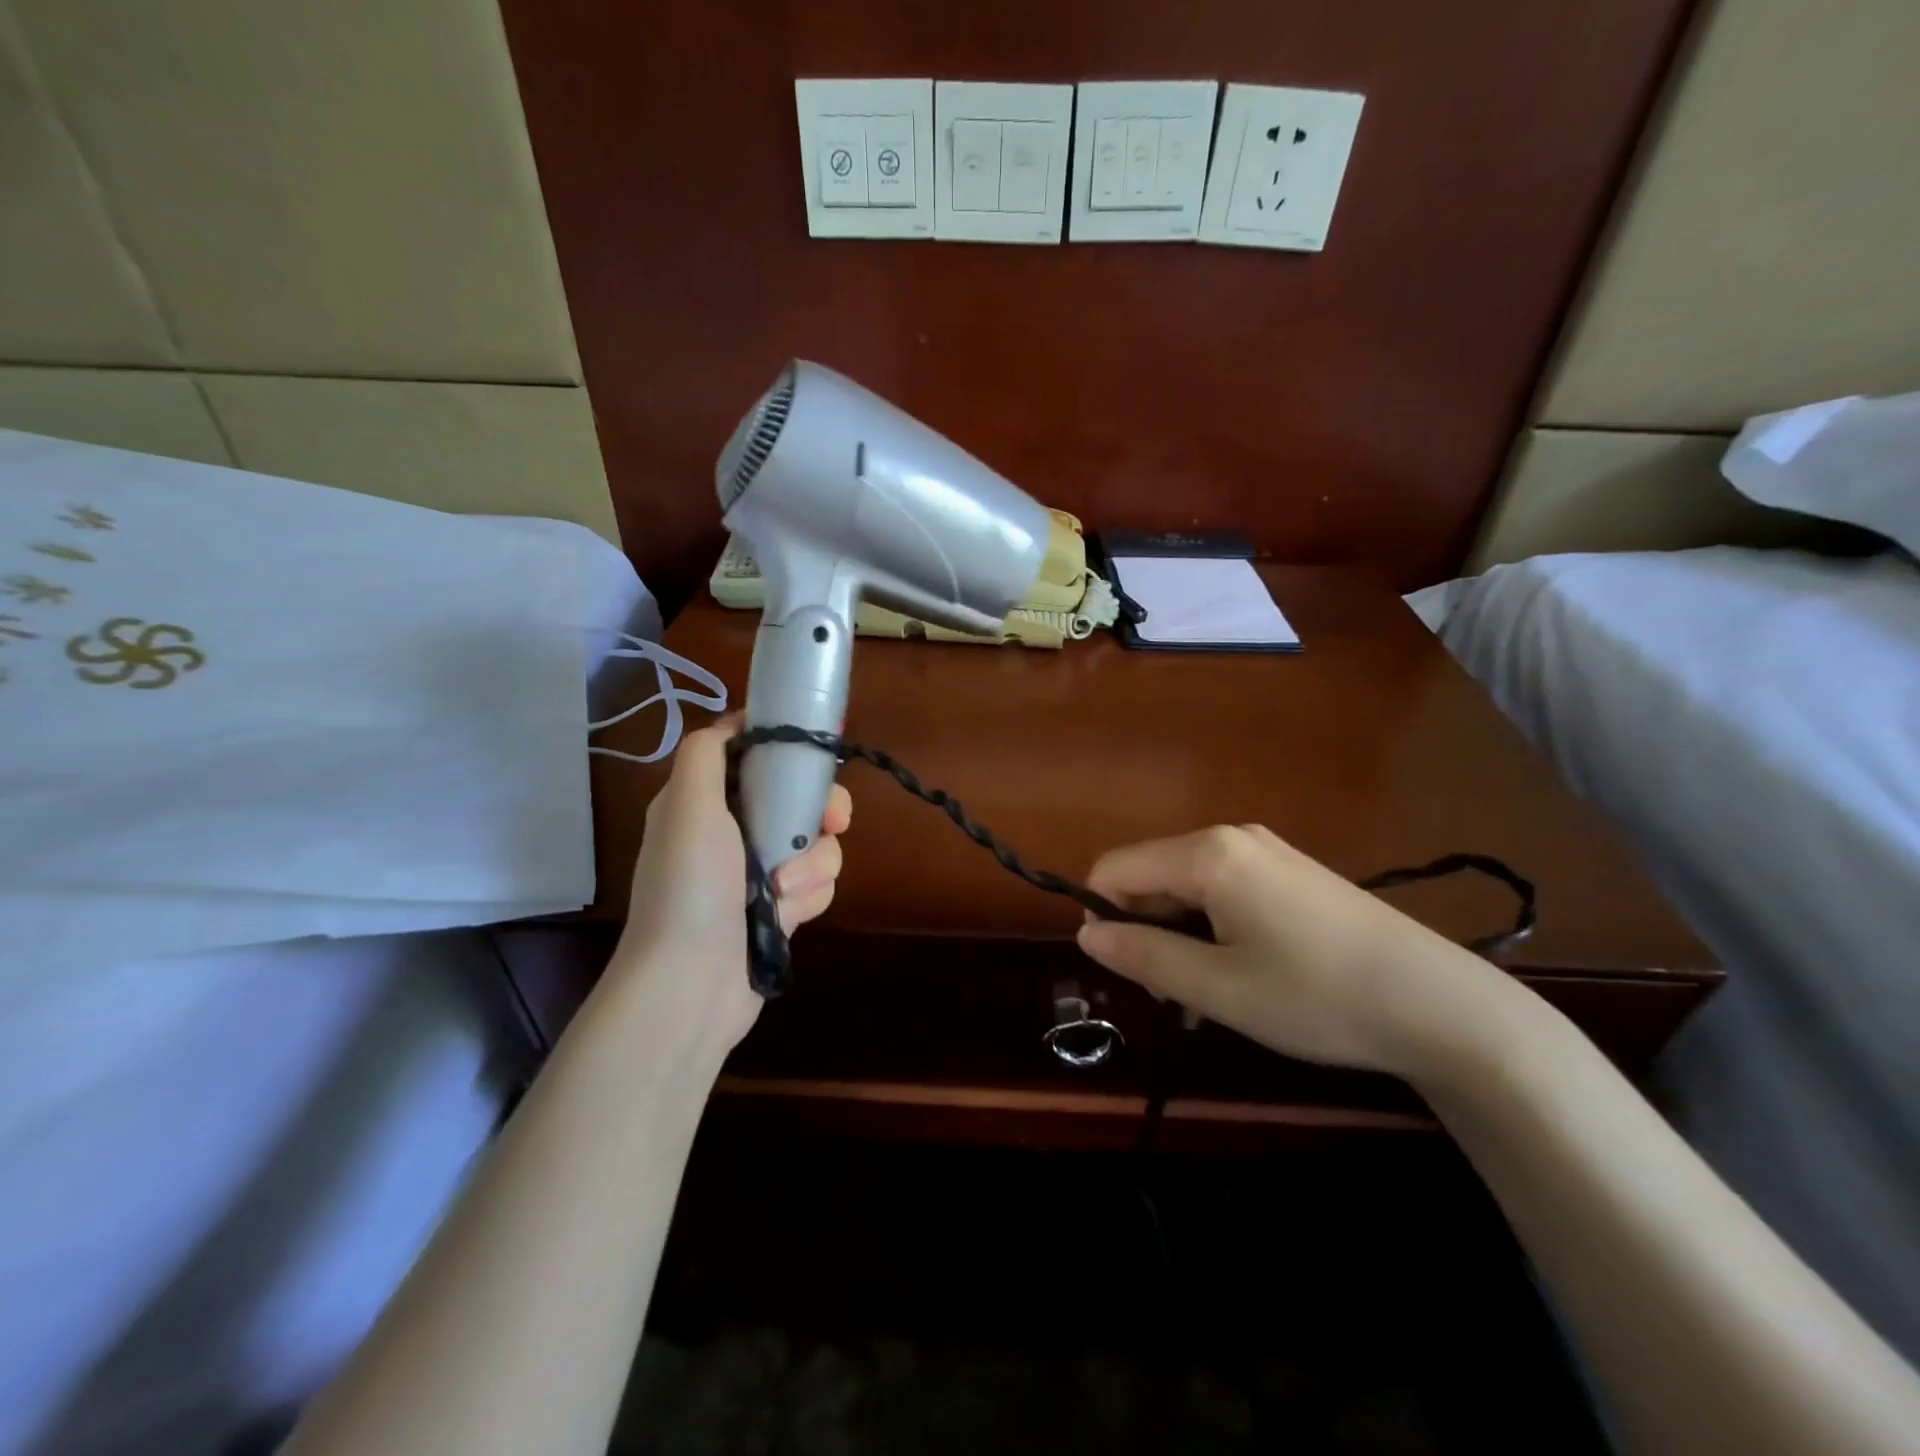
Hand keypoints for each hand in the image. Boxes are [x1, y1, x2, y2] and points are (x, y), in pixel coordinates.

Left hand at [610, 716, 851, 1054]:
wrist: (691, 983)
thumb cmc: (690, 887)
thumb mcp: (687, 805)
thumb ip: (707, 753)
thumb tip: (734, 721)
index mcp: (706, 801)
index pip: (755, 756)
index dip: (787, 750)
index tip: (815, 756)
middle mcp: (734, 830)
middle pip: (799, 796)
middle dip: (820, 809)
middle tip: (831, 821)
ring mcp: (760, 871)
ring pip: (817, 842)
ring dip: (813, 863)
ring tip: (786, 890)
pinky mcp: (782, 907)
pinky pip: (818, 882)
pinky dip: (811, 895)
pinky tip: (790, 915)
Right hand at [1076, 825, 1504, 1075]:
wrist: (1442, 1006)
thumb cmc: (1317, 996)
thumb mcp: (1217, 988)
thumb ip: (1143, 957)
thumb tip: (1086, 935)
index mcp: (1206, 853)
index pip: (1114, 868)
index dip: (1102, 917)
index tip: (1125, 972)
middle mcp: (1231, 838)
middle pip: (1151, 875)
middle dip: (1144, 931)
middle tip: (1172, 996)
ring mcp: (1266, 852)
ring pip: (1187, 887)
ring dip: (1179, 937)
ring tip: (1206, 998)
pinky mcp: (1291, 873)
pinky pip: (1224, 891)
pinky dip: (1213, 930)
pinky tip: (1240, 976)